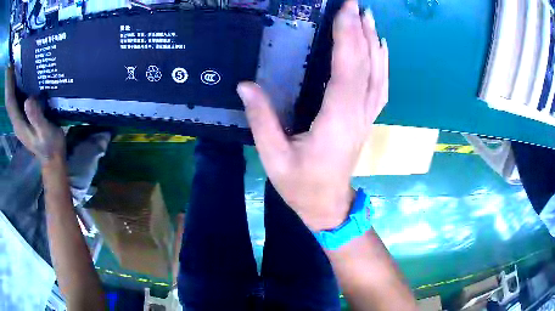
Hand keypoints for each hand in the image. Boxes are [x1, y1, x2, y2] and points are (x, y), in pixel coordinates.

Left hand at [5, 66, 64, 165]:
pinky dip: (23, 96)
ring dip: (20, 89)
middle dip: (17, 86)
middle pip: (14, 103)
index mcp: (19, 125)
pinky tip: (29, 87)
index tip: (17, 72)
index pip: (12, 105)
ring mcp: (21, 124)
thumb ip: (35, 117)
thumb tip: (28, 99)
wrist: (53, 160)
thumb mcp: (44, 130)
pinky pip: (21, 106)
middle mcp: (18, 124)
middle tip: (25, 68)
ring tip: (27, 73)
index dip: (13, 89)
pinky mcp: (25, 123)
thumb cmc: (50, 145)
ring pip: (17, 103)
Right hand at [237, 0, 387, 230]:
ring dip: (373, 42)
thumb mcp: (274, 157)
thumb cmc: (301, 186)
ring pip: (377, 73)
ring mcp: (366, 116)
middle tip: (356, 5)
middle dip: (361, 30)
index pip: (347, 69)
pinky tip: (379, 48)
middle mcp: (357, 113)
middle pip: (366, 65)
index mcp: (336, 121)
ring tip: (367, 18)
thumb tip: (246, 85)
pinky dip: (382, 63)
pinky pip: (380, 86)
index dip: (348, 37)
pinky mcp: (366, 118)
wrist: (328, 205)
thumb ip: (261, 120)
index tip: (346, 10)